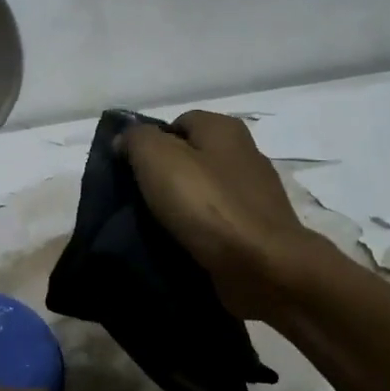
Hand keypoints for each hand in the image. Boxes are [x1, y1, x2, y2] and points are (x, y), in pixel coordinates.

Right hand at [121, 111, 325, 321]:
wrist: (263, 267)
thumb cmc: (208, 205)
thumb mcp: (157, 158)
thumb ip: (136, 139)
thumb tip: (126, 140)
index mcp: (224, 128)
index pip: (177, 123)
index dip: (149, 142)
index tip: (130, 170)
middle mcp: (244, 154)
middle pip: (190, 157)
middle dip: (163, 176)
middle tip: (137, 198)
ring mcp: (254, 195)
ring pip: (202, 192)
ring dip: (179, 207)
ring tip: (153, 226)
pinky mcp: (257, 231)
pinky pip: (216, 223)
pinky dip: (198, 232)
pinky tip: (180, 245)